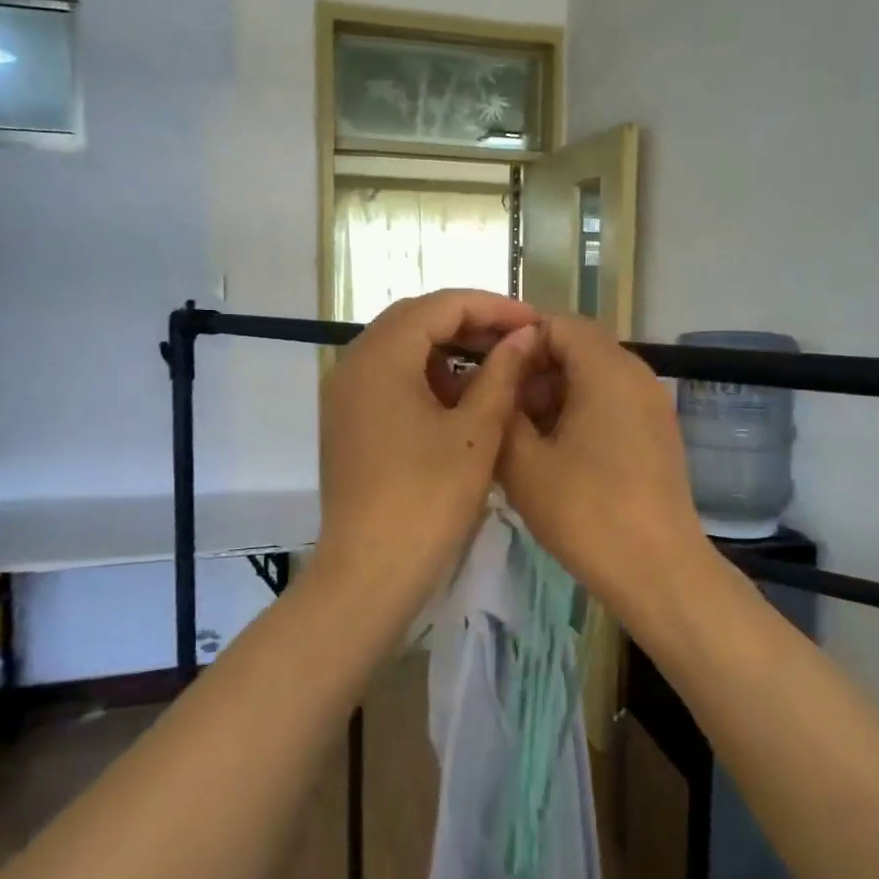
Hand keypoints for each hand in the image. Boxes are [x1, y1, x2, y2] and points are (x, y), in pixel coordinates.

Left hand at [316, 290, 539, 615]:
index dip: (492, 307)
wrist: (370, 573)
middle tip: (517, 339)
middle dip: (470, 323)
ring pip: (401, 349)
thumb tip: (524, 336)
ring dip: (448, 349)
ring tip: (496, 366)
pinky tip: (461, 398)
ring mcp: (344, 394)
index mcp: (381, 356)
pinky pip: (389, 379)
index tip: (534, 321)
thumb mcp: (476, 433)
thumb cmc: (428, 500)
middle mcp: (353, 363)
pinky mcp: (347, 421)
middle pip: (416, 320)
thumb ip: (501, 374)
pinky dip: (426, 377)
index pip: (440, 305)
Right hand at [498, 315, 713, 621]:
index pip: (557, 323)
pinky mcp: (657, 431)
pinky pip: (611, 401)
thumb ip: (501, 408)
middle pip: (577, 347)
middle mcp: (636, 374)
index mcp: (606, 369)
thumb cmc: (585, 512)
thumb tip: (494, 380)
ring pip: (593, 375)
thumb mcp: (523, 462)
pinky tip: (553, 451)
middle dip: (533, 369)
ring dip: (553, 392)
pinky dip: (578, 411)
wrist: (658, 570)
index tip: (485, 369)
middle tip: (497, 405)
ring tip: (519, 433)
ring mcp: (651, 404)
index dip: (516, 339)